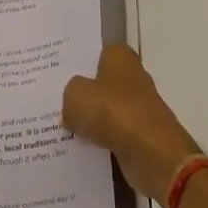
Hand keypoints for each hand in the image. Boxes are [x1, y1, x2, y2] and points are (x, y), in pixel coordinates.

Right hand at [62, 44, 201, 203]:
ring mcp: (138, 106)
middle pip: (99, 82)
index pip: (94, 52)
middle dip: (81, 93)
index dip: (75, 63)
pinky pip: (113, 134)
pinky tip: (79, 149)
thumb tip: (72, 107)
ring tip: (60, 129)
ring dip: (90, 121)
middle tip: (53, 103)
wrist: (154, 155)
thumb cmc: (114, 113)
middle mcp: (132, 75)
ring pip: (105, 110)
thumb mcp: (76, 96)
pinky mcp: (141, 134)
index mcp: (119, 56)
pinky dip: (100, 141)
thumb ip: (69, 94)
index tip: (55, 75)